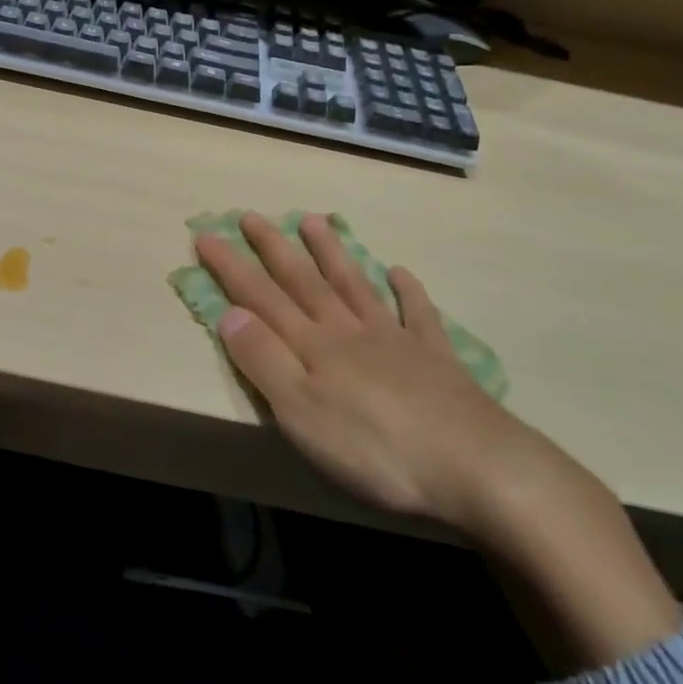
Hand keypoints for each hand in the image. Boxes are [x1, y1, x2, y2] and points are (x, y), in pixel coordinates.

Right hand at [198, 213, 681, 673]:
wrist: (477, 468)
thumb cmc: (376, 448)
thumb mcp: (301, 413)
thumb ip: (264, 362)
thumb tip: (229, 314)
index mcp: (313, 346)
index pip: (260, 297)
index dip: (230, 267)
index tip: (205, 235)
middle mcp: (349, 331)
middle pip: (304, 281)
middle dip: (273, 248)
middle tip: (252, 215)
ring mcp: (395, 340)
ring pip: (354, 285)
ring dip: (331, 252)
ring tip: (314, 220)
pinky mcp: (435, 360)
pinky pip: (418, 315)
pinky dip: (407, 291)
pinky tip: (400, 272)